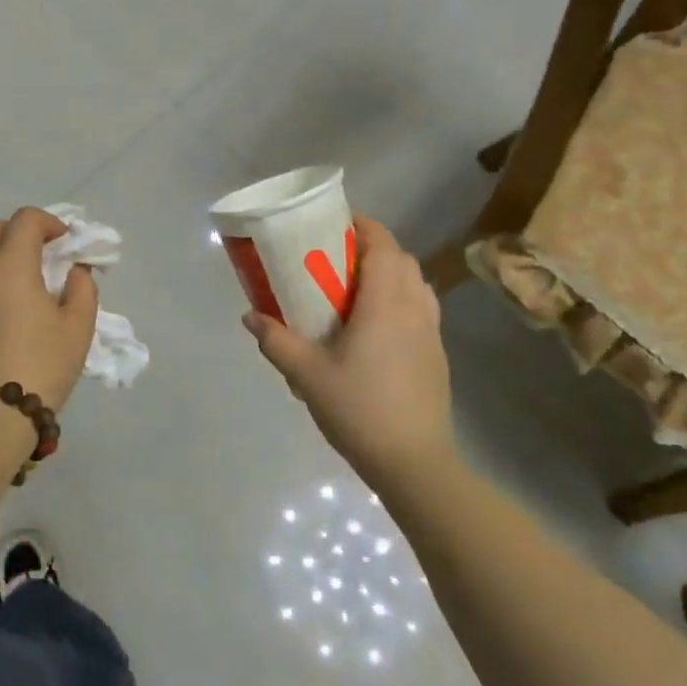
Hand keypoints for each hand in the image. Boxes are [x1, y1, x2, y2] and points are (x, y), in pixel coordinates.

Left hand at [0, 207, 98, 413]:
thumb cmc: (40, 366)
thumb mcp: (78, 328)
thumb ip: (82, 289)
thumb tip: (74, 270)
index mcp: (10, 265)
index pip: (25, 220)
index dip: (49, 222)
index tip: (66, 242)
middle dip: (19, 231)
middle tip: (42, 255)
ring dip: (0, 254)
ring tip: (25, 284)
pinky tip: (6, 308)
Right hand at [242, 217, 452, 483]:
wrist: (414, 462)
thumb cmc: (359, 409)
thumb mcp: (306, 374)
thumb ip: (276, 340)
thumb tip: (249, 316)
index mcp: (385, 304)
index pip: (383, 247)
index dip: (364, 227)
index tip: (337, 223)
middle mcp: (414, 309)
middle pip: (402, 260)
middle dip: (374, 248)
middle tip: (338, 256)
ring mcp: (431, 333)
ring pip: (416, 284)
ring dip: (391, 273)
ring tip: (357, 287)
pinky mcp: (437, 355)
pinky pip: (422, 309)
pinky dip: (401, 299)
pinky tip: (376, 326)